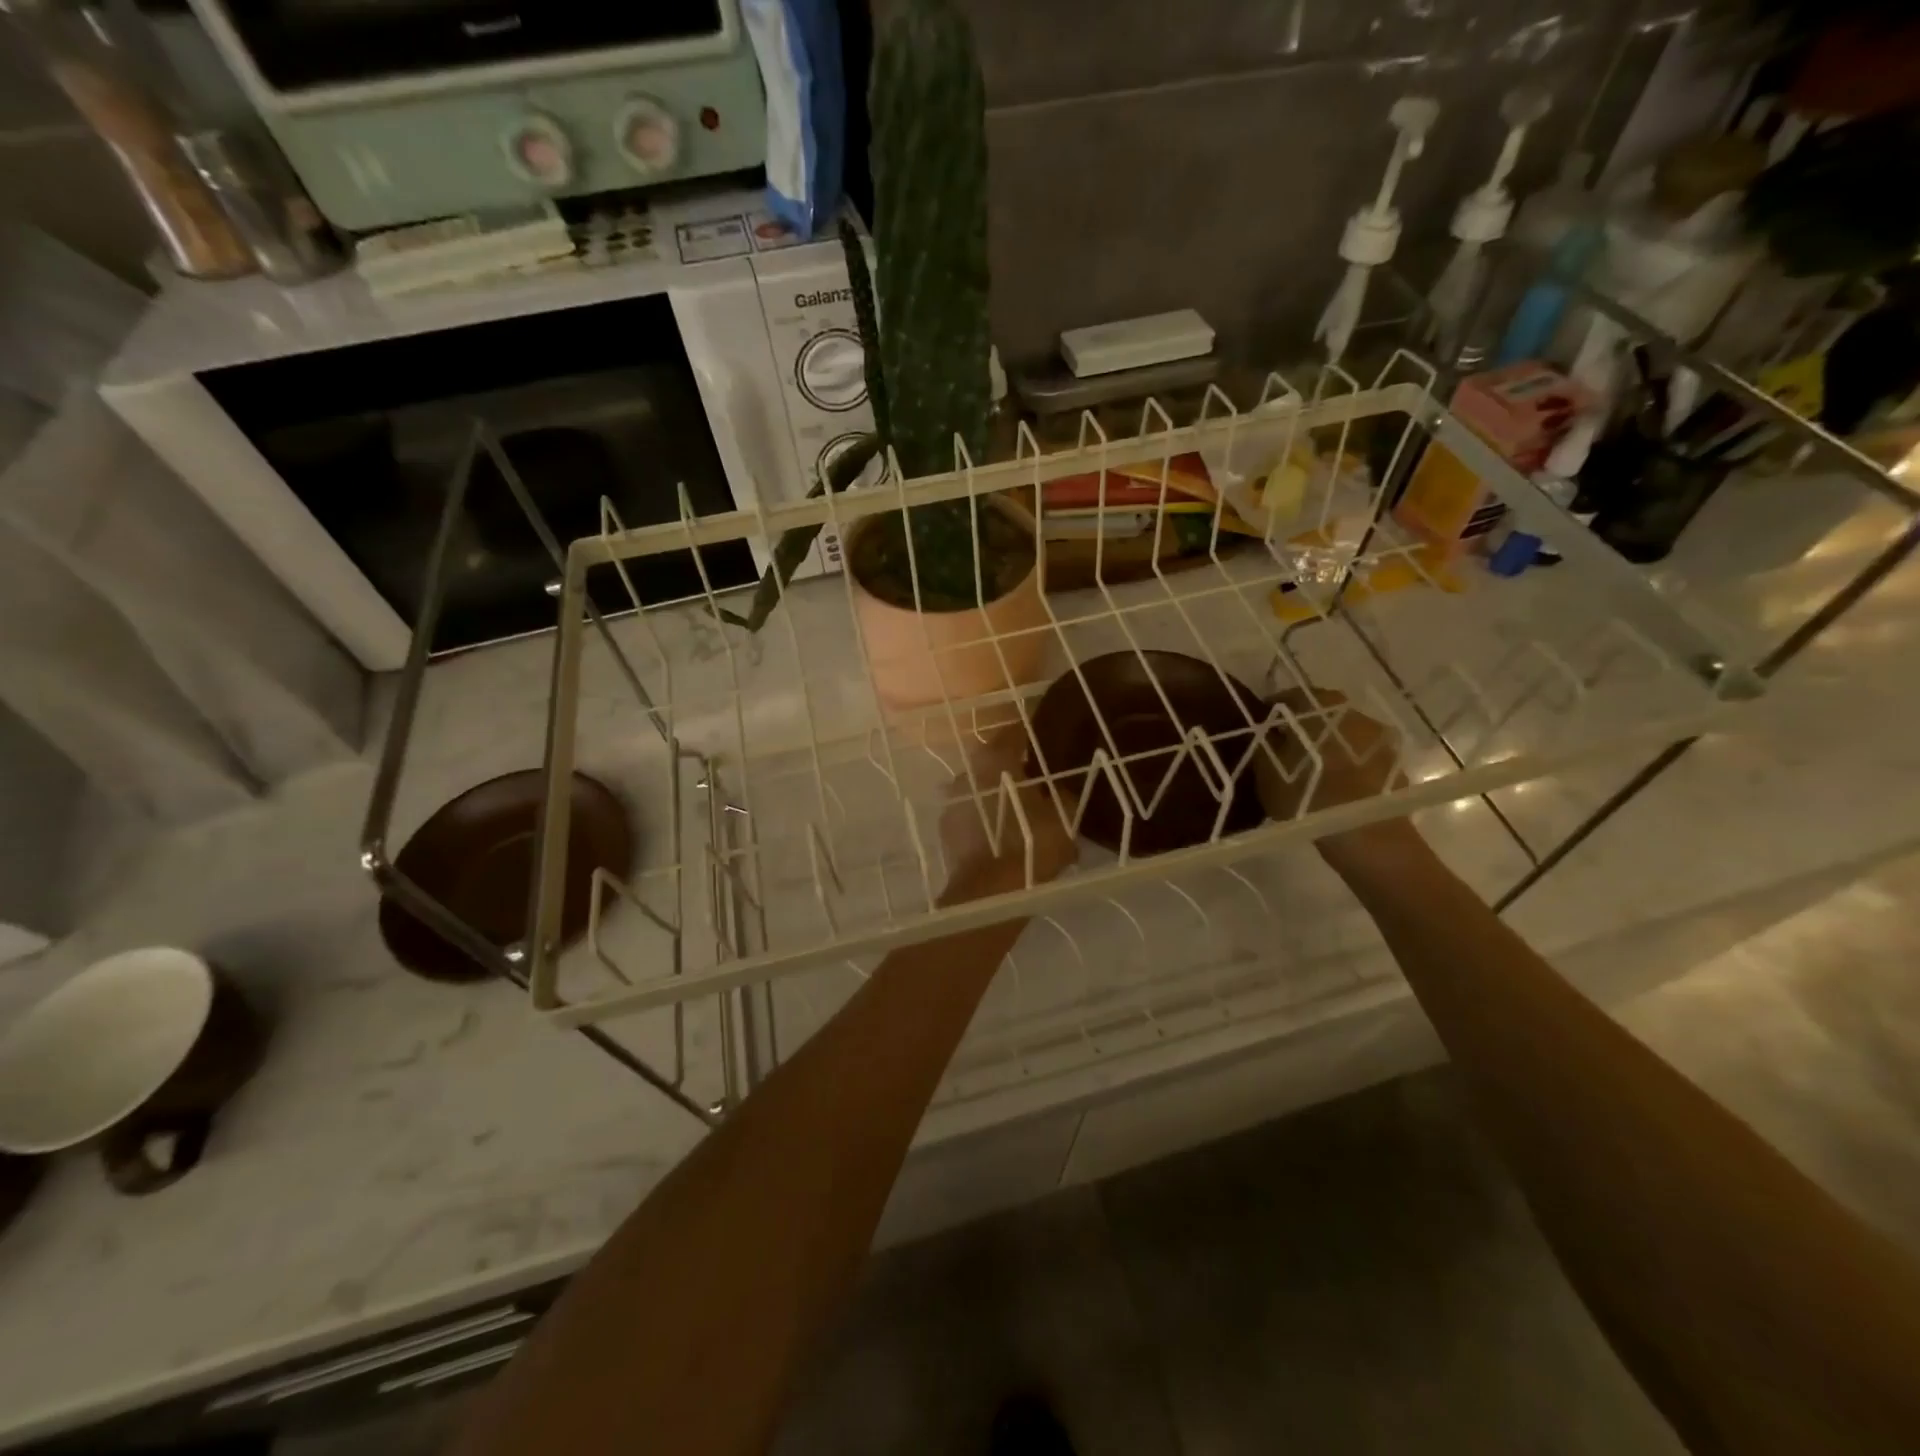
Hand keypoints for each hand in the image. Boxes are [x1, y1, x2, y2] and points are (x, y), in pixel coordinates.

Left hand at [937, 724, 1077, 902]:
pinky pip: (972, 817)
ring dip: (997, 798)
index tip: (1044, 738)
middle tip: (1036, 782)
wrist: (990, 893)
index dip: (1029, 735)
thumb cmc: (1031, 844)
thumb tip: (1059, 790)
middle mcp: (967, 773)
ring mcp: (952, 803)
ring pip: (980, 792)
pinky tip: (1003, 837)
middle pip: (992, 763)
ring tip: (1020, 815)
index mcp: (995, 759)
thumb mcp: (1062, 817)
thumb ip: (1062, 796)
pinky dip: (986, 822)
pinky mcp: (946, 832)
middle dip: (1012, 771)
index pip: (1012, 733)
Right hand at [1254, 687, 1403, 827]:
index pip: (1291, 698)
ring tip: (1315, 771)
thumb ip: (1265, 745)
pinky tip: (1340, 788)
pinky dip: (1352, 767)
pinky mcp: (1397, 765)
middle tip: (1288, 749)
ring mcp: (1381, 739)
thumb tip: (1269, 733)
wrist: (1365, 835)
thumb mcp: (1267, 771)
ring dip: (1331, 747)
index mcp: (1319, 707)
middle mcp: (1354, 712)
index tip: (1262, 727)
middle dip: (1305, 728)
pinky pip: (1365, 759)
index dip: (1273, 712)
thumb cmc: (1307, 795)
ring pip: (1347, 736)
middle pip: (1323, 714)